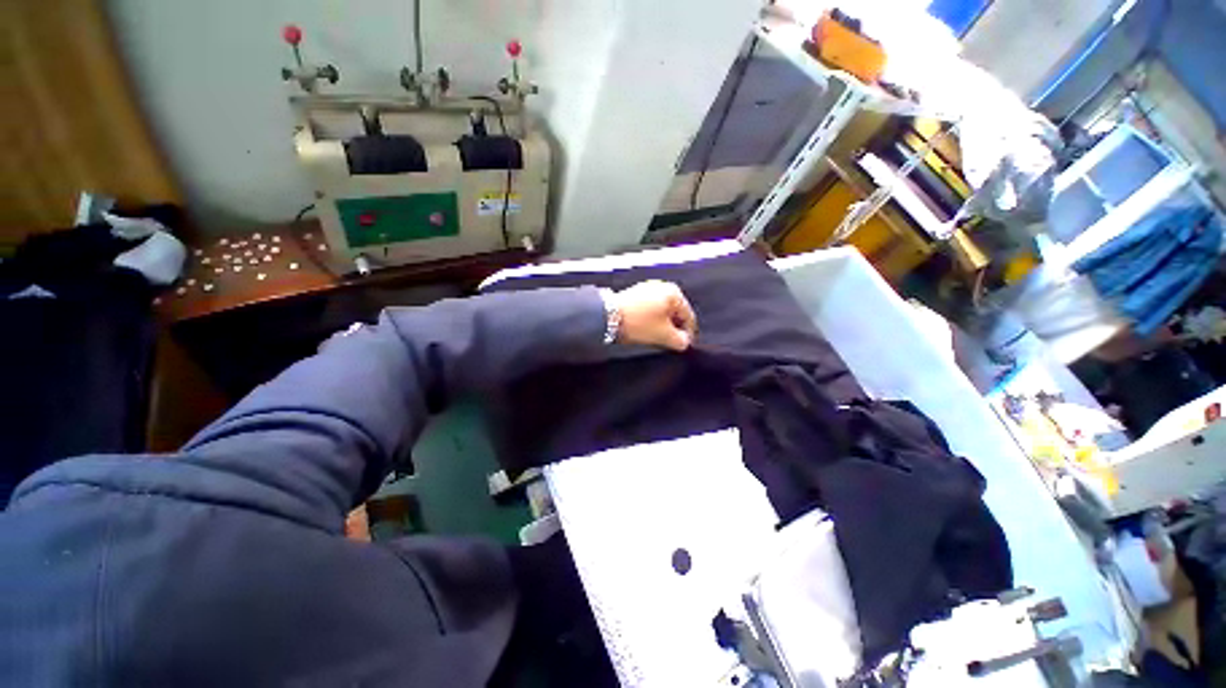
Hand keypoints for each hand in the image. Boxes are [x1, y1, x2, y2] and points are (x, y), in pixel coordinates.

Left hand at [609, 280, 697, 350]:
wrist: (608, 315)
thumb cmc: (640, 323)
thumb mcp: (663, 335)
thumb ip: (680, 341)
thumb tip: (684, 342)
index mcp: (674, 293)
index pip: (689, 316)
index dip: (688, 334)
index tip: (684, 346)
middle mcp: (663, 287)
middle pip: (675, 312)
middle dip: (674, 329)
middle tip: (671, 343)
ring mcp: (648, 288)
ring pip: (662, 311)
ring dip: (663, 325)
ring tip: (658, 338)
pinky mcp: (635, 294)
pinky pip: (651, 309)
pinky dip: (652, 319)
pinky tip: (647, 330)